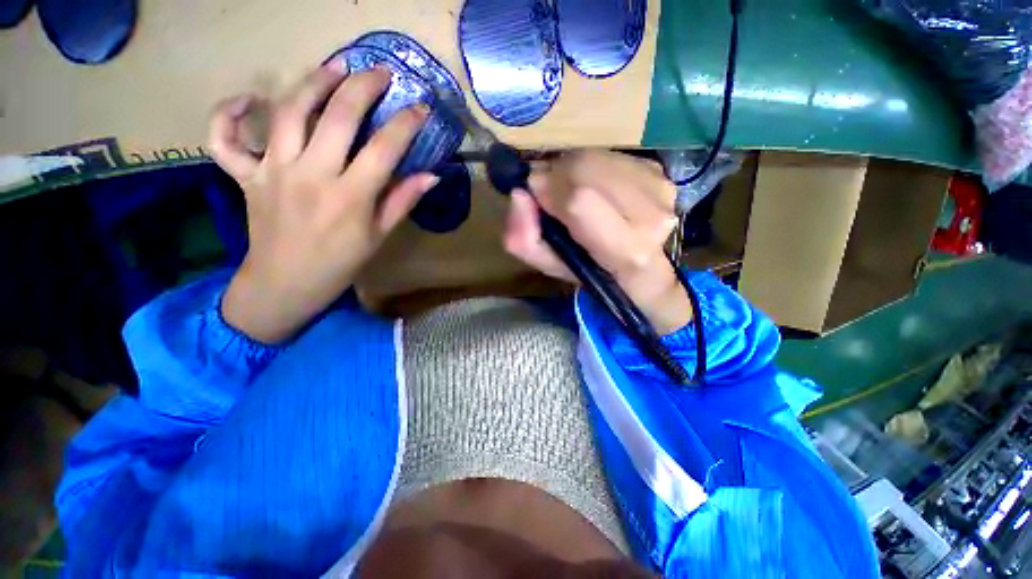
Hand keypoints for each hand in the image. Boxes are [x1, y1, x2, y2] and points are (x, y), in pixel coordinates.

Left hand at [208, 62, 438, 342]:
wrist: (286, 284)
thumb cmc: (341, 263)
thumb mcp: (379, 236)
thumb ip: (402, 201)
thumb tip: (431, 176)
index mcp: (350, 197)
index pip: (384, 149)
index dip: (405, 125)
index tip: (420, 108)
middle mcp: (311, 175)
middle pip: (338, 117)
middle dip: (363, 88)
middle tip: (380, 72)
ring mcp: (272, 171)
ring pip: (289, 111)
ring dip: (313, 82)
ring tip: (334, 66)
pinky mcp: (245, 175)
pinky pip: (224, 138)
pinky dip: (229, 114)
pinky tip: (249, 100)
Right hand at [504, 151, 691, 334]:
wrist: (641, 267)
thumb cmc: (592, 270)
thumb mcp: (550, 266)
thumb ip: (525, 239)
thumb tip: (519, 194)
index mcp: (626, 250)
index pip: (580, 201)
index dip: (550, 191)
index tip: (536, 194)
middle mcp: (652, 215)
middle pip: (586, 169)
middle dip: (556, 175)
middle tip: (550, 191)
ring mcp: (661, 187)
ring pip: (595, 156)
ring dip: (571, 169)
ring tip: (571, 190)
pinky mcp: (660, 169)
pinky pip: (609, 153)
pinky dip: (589, 164)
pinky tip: (593, 184)